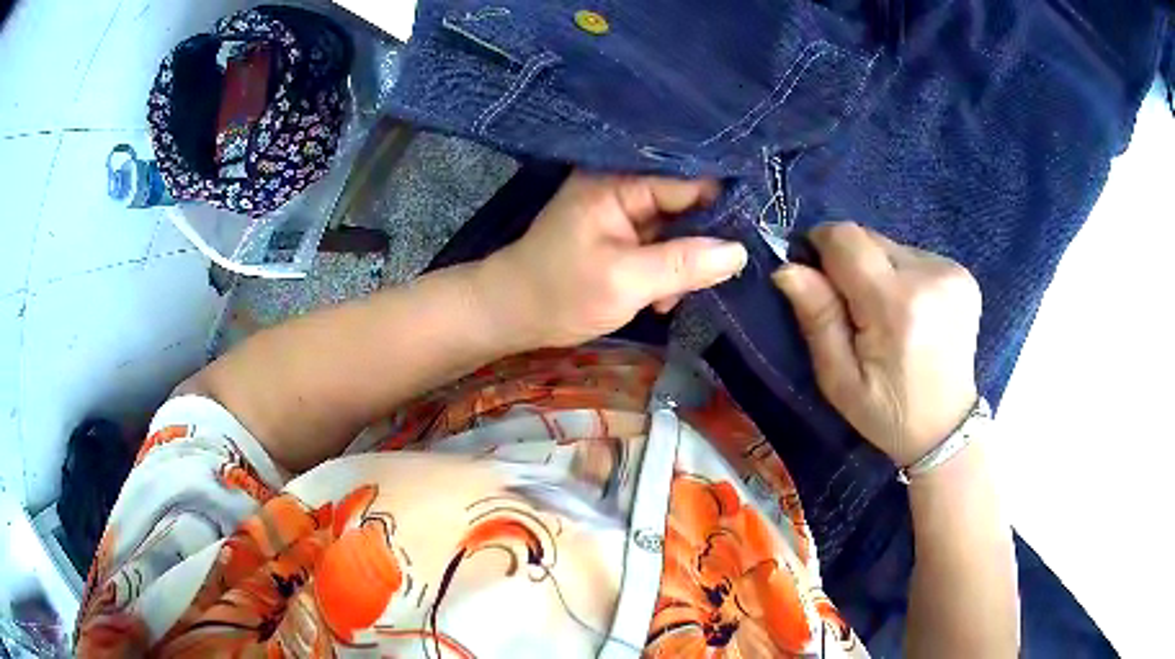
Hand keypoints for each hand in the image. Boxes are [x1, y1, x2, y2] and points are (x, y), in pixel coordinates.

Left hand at [481, 172, 747, 348]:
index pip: (691, 180)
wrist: (510, 313)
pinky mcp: (621, 232)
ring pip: (679, 228)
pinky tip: (657, 298)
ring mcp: (622, 208)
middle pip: (689, 202)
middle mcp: (623, 184)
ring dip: (683, 265)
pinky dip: (667, 271)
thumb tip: (740, 252)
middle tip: (704, 281)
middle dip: (701, 244)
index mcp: (619, 180)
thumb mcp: (625, 281)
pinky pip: (662, 243)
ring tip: (667, 298)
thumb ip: (684, 265)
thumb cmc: (559, 294)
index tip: (750, 238)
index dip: (723, 207)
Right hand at [773, 222, 980, 466]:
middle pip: (869, 238)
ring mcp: (951, 272)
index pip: (846, 238)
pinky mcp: (963, 274)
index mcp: (896, 306)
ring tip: (889, 317)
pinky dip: (903, 277)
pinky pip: (915, 256)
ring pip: (891, 246)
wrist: (947, 427)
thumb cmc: (887, 413)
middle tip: (857, 312)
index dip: (822, 247)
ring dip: (879, 271)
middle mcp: (928, 277)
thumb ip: (817, 319)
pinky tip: (913, 313)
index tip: (817, 277)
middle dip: (851, 264)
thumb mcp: (839, 380)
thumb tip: (788, 268)